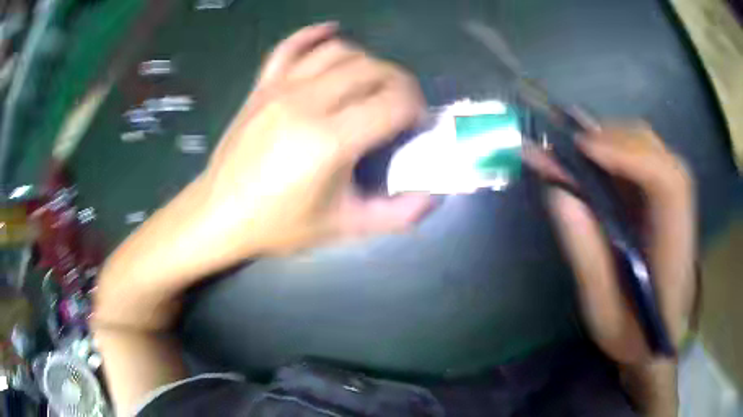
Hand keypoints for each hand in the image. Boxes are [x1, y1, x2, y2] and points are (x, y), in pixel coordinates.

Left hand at [199, 23, 431, 255]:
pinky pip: (291, 46)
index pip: (394, 101)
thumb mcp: (344, 227)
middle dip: (400, 83)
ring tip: (373, 84)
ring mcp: (281, 88)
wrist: (220, 214)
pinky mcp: (262, 85)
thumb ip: (397, 215)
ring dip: (368, 62)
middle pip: (373, 69)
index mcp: (330, 141)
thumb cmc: (279, 224)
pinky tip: (332, 30)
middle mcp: (307, 102)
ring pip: (340, 52)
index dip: (416, 108)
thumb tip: (433, 196)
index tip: (416, 125)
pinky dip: (315, 34)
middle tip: (402, 106)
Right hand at [525, 123, 696, 364]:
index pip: (666, 181)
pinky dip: (613, 148)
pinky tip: (589, 153)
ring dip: (610, 139)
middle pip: (656, 151)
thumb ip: (586, 255)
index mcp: (674, 247)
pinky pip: (641, 158)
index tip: (583, 148)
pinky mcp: (662, 201)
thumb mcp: (603, 311)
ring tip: (572, 146)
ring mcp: (673, 202)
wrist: (658, 341)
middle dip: (612, 138)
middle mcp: (680, 213)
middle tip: (567, 143)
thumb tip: (559, 193)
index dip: (629, 155)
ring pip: (648, 147)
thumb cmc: (633, 336)